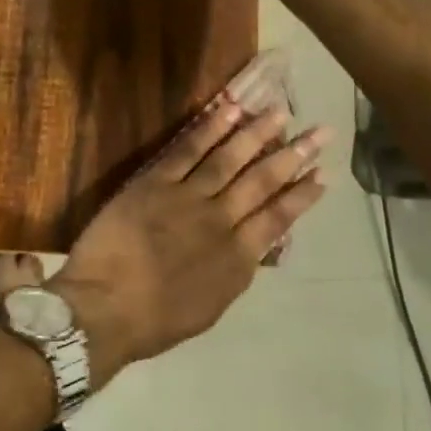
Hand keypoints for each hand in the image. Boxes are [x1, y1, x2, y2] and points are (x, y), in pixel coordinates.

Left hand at [51, 97, 330, 381]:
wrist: (106, 307)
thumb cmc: (153, 321)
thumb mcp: (210, 306)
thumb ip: (233, 272)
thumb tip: (251, 249)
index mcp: (237, 259)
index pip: (278, 219)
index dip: (303, 195)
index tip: (325, 174)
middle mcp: (220, 222)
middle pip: (262, 182)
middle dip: (294, 155)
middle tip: (320, 131)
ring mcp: (188, 198)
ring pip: (230, 159)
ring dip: (257, 133)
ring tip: (280, 110)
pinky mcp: (155, 183)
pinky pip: (187, 150)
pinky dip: (210, 129)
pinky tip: (229, 110)